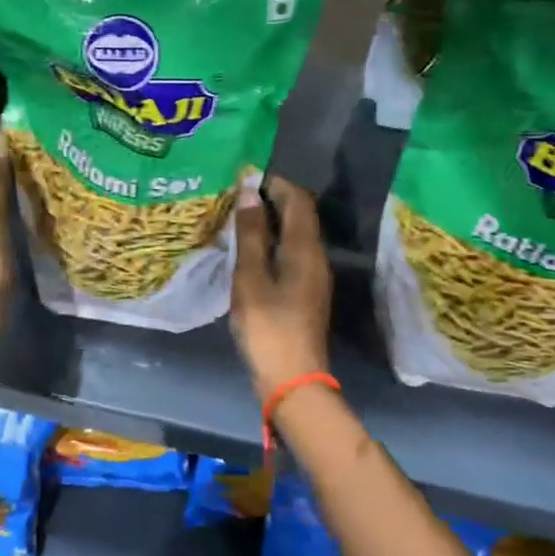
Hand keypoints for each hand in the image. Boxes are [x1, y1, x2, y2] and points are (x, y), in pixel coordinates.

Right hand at [230, 175, 332, 399]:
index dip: (276, 183)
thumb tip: (250, 191)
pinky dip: (273, 242)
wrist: (292, 379)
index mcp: (305, 249)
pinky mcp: (306, 293)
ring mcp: (313, 277)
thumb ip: (250, 234)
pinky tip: (250, 250)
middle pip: (300, 216)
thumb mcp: (251, 278)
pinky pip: (292, 253)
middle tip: (239, 194)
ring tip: (240, 217)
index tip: (247, 176)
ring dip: (272, 221)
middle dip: (273, 199)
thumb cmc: (268, 326)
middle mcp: (316, 257)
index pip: (298, 201)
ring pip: (296, 235)